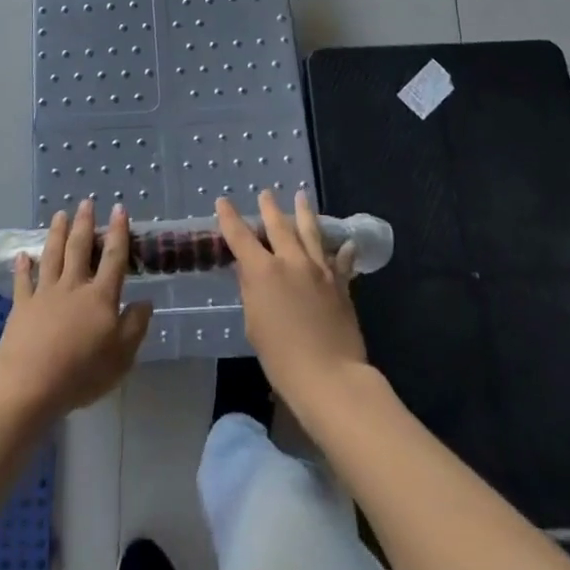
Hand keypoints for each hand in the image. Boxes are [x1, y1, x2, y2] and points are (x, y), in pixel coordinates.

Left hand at [0, 199, 151, 421]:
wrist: (31, 382)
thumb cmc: (82, 371)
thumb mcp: (122, 356)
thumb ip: (135, 326)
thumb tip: (146, 301)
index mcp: (100, 297)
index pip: (113, 258)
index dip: (118, 232)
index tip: (118, 209)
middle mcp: (73, 286)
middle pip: (80, 248)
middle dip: (84, 224)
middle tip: (85, 202)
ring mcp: (45, 293)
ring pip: (52, 256)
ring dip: (57, 233)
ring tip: (60, 214)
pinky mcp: (23, 305)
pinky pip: (23, 281)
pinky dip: (23, 266)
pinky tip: (23, 254)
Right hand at [218, 189, 368, 411]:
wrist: (330, 376)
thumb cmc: (282, 358)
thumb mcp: (254, 324)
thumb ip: (251, 292)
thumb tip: (250, 272)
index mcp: (264, 271)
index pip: (240, 236)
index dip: (229, 218)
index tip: (223, 202)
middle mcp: (291, 261)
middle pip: (278, 225)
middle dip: (269, 207)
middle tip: (265, 193)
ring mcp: (319, 270)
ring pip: (310, 232)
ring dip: (304, 212)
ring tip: (302, 195)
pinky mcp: (340, 284)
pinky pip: (340, 261)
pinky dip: (341, 251)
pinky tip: (346, 243)